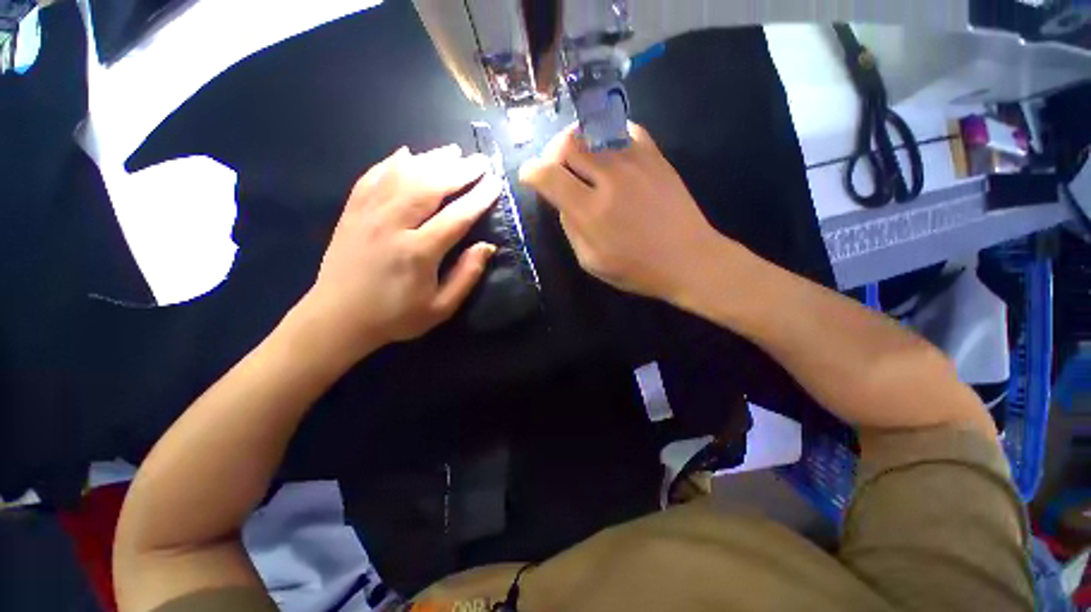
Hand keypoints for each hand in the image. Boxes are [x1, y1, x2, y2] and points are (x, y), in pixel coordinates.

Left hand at [299, 144, 500, 361]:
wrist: (338, 318)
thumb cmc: (395, 317)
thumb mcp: (440, 308)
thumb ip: (466, 276)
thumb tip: (487, 247)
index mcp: (418, 252)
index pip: (456, 217)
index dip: (479, 198)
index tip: (495, 183)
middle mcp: (392, 226)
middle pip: (429, 187)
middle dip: (459, 171)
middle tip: (480, 160)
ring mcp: (367, 215)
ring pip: (402, 176)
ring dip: (430, 160)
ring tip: (452, 151)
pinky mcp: (351, 213)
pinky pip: (372, 178)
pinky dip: (390, 162)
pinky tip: (406, 154)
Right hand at [518, 123, 726, 304]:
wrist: (689, 259)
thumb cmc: (638, 269)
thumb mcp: (592, 262)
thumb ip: (571, 228)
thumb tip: (562, 201)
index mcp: (590, 211)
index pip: (548, 175)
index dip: (531, 171)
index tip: (529, 176)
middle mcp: (610, 178)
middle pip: (567, 142)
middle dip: (552, 152)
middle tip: (555, 167)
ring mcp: (635, 161)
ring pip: (593, 131)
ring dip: (578, 142)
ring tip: (581, 161)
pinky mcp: (655, 155)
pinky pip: (623, 129)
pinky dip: (607, 137)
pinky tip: (609, 154)